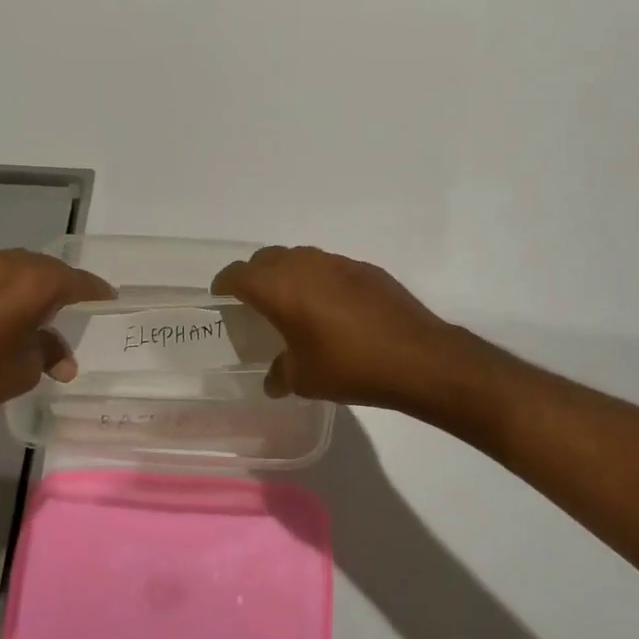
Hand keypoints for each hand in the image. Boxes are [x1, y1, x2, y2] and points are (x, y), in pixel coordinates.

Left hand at [0, 249, 113, 441]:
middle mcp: (4, 266)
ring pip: (14, 267)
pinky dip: (4, 288)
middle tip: (76, 301)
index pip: (74, 281)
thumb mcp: (25, 370)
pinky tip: (3, 311)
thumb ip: (49, 353)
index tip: (109, 297)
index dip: (94, 289)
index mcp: (31, 283)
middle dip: (62, 283)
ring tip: (40, 306)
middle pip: (44, 267)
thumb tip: (63, 358)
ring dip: (31, 283)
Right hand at [211, 245, 481, 413]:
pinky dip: (320, 281)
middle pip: (266, 258)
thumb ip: (281, 374)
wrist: (416, 356)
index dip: (224, 284)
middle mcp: (305, 265)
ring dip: (288, 275)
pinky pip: (330, 267)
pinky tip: (332, 309)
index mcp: (280, 287)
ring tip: (292, 304)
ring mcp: (338, 262)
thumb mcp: (305, 379)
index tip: (221, 298)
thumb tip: (273, 379)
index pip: (238, 274)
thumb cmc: (349, 366)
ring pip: (300, 258)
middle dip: (254, 275)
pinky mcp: (366, 269)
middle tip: (254, 302)